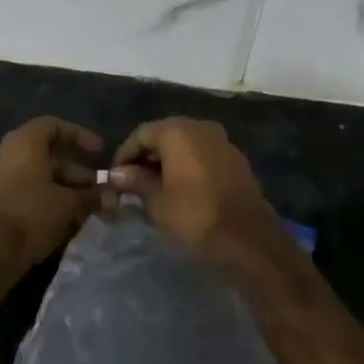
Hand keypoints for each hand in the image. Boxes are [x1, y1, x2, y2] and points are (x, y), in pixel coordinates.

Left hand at [0, 116, 101, 275]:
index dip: (80, 136)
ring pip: (36, 175)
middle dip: (75, 172)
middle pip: (47, 154)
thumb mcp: (67, 204)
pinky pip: (23, 190)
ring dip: (62, 188)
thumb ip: (90, 196)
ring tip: (84, 209)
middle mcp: (6, 152)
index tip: (99, 153)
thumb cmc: (30, 214)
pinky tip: (62, 220)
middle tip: (96, 190)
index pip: (55, 126)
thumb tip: (111, 196)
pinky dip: (44, 198)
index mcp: (24, 142)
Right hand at [109, 118, 282, 262]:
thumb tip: (118, 173)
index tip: (116, 177)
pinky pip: (202, 152)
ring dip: (168, 160)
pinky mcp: (235, 156)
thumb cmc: (195, 215)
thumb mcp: (157, 201)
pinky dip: (188, 163)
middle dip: (147, 156)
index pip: (141, 134)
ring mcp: (221, 139)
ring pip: (185, 142)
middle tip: (133, 182)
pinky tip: (181, 186)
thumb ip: (136, 181)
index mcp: (177, 131)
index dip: (125, 154)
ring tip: (155, 186)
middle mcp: (200, 126)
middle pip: (164, 134)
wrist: (247, 237)